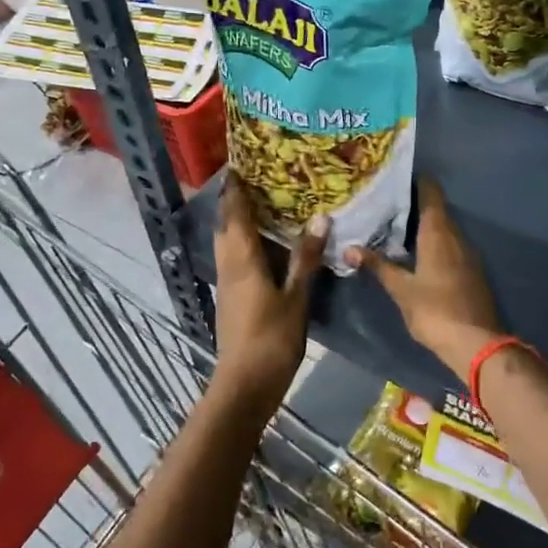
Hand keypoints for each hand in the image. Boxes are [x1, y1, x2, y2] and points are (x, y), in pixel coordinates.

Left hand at [213, 176, 325, 397]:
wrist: (244, 385)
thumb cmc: (271, 339)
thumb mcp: (296, 297)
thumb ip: (306, 258)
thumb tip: (320, 218)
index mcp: (242, 259)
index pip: (234, 213)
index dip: (235, 187)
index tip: (241, 162)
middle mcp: (229, 265)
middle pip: (227, 225)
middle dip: (236, 200)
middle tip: (260, 179)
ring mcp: (228, 283)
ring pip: (229, 242)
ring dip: (240, 221)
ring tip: (266, 205)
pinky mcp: (232, 298)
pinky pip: (236, 258)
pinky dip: (246, 242)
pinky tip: (268, 245)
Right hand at [345, 178, 502, 382]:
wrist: (477, 344)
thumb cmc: (435, 311)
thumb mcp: (401, 289)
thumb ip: (378, 266)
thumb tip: (348, 248)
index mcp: (439, 233)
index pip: (431, 193)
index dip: (416, 181)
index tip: (395, 177)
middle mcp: (457, 236)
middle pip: (437, 210)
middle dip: (414, 205)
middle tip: (385, 203)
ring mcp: (468, 254)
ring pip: (444, 229)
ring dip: (423, 225)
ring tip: (395, 226)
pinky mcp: (471, 271)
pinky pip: (450, 246)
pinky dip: (434, 243)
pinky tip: (416, 253)